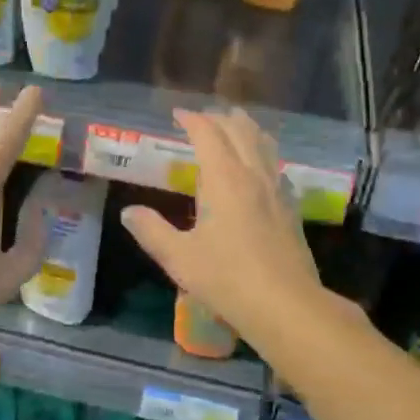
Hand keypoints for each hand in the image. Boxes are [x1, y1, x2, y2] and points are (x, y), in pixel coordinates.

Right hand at [119, 108, 324, 341]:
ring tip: (237, 124)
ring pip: (264, 146)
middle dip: (221, 119)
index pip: (208, 135)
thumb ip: (151, 231)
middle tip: (204, 117)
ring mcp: (277, 191)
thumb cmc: (226, 278)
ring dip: (247, 130)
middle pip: (240, 132)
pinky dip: (264, 154)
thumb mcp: (179, 257)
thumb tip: (129, 212)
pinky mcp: (291, 209)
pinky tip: (262, 167)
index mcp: (224, 180)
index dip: (192, 120)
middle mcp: (253, 176)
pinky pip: (277, 167)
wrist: (285, 305)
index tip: (178, 114)